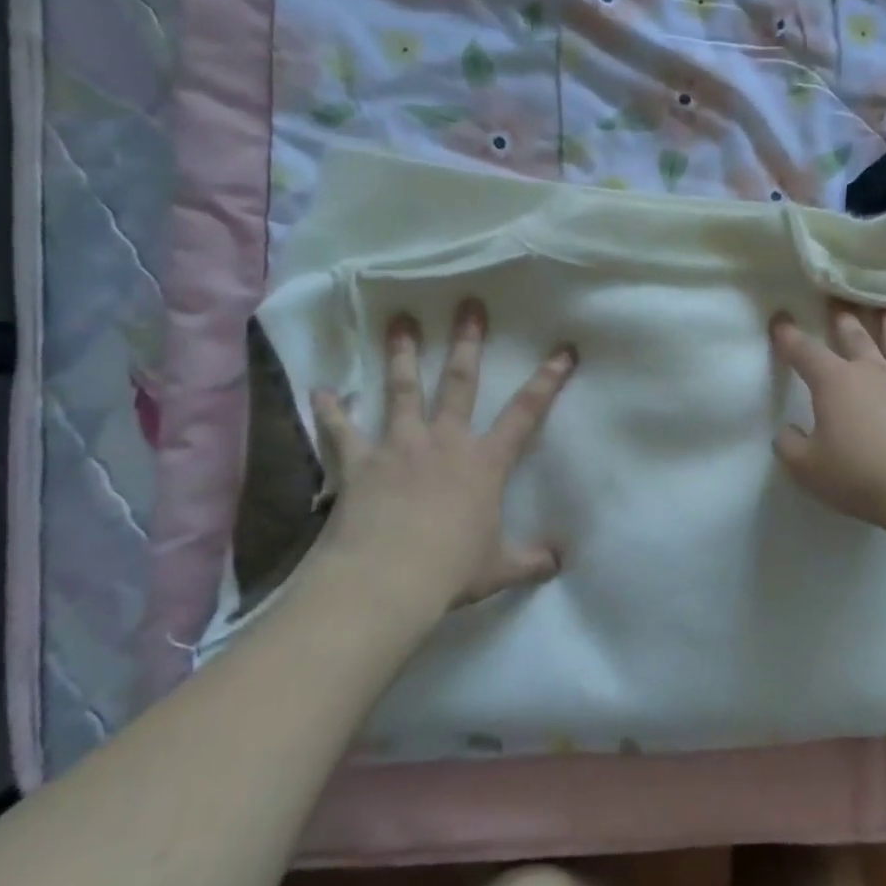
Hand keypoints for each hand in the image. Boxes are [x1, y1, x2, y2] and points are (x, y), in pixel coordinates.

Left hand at [310, 299, 575, 611]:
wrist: (387, 580)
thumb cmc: (452, 570)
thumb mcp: (501, 568)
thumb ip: (532, 560)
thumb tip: (559, 561)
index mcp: (484, 464)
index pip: (526, 413)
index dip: (548, 381)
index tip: (563, 350)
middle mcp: (444, 442)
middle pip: (460, 383)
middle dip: (467, 342)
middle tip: (469, 305)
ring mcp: (399, 447)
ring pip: (403, 390)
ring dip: (403, 354)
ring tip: (400, 321)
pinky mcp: (360, 463)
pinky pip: (341, 430)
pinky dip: (331, 410)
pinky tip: (322, 390)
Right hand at [771, 305, 885, 532]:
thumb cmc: (862, 477)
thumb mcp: (808, 469)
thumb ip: (790, 446)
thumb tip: (787, 431)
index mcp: (836, 383)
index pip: (805, 351)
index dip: (789, 336)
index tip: (780, 320)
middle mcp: (875, 370)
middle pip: (856, 336)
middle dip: (842, 321)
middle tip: (838, 308)